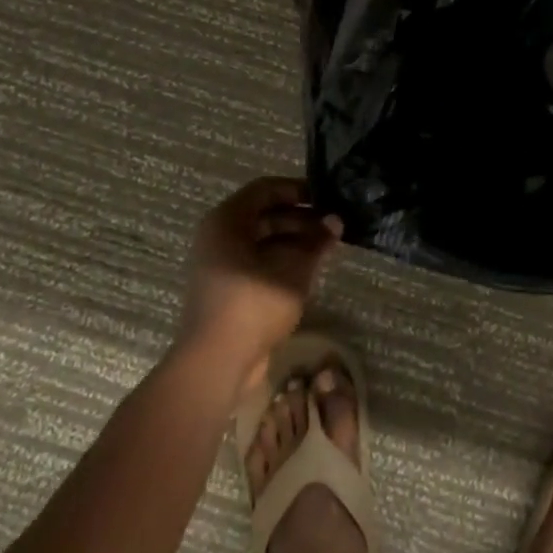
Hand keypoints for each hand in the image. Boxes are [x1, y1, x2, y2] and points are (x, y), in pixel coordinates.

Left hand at [181, 177, 341, 385]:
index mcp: (226, 221)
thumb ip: (316, 241)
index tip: (327, 198)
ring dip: (294, 240)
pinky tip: (309, 268)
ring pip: (262, 239)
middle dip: (301, 218)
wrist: (216, 362)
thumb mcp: (293, 269)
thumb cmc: (253, 304)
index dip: (298, 190)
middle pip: (264, 214)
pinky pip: (257, 261)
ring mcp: (220, 263)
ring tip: (327, 247)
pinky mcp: (227, 287)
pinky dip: (282, 259)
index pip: (265, 189)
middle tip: (333, 226)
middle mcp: (219, 236)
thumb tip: (335, 221)